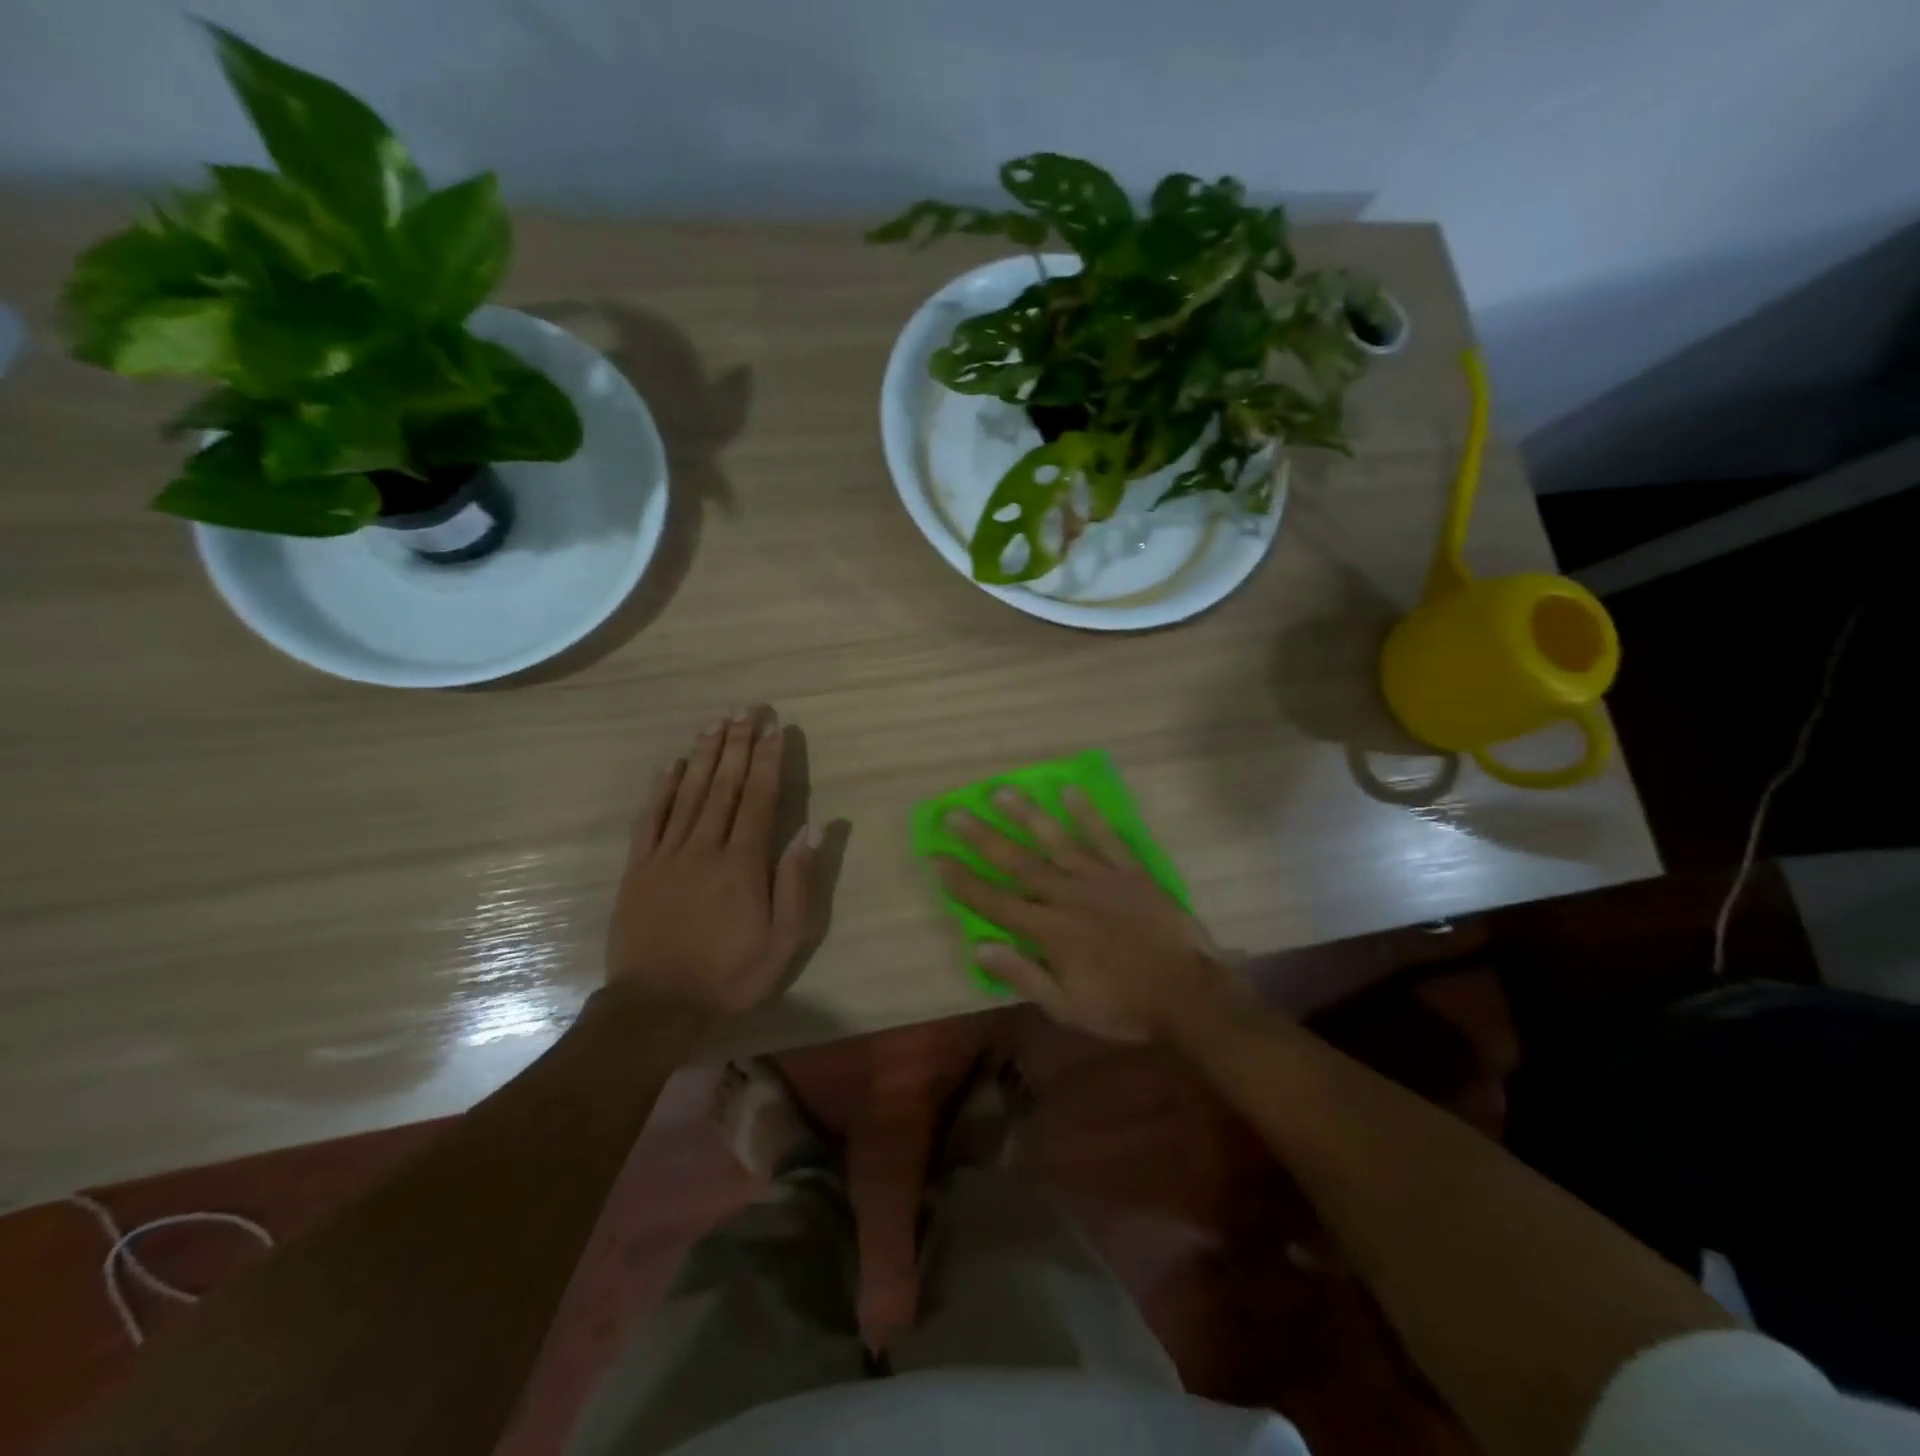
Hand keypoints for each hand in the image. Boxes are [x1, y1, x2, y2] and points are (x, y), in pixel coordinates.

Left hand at [605, 707, 829, 1021]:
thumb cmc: (730, 975)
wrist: (656, 1008)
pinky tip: (672, 765)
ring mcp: (667, 855)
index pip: (759, 797)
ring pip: (689, 793)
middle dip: (738, 744)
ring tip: (716, 722)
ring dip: (705, 755)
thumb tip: (814, 827)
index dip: (768, 759)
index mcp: (742, 862)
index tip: (775, 727)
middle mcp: (705, 847)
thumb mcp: (784, 941)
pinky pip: (650, 819)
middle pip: (725, 785)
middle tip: (746, 709)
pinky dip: (662, 789)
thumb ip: (798, 882)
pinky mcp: (639, 869)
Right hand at [936, 787, 1242, 1042]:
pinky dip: (1086, 813)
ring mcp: (1100, 878)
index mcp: (1050, 931)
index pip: (995, 902)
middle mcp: (1068, 896)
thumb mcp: (1067, 1007)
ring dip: (1026, 815)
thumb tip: (979, 948)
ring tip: (1000, 790)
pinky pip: (1105, 836)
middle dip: (983, 838)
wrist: (1188, 994)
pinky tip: (1069, 791)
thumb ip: (1023, 975)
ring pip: (1056, 840)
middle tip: (956, 812)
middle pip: (1018, 862)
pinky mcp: (1130, 871)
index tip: (936, 858)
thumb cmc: (1124, 1006)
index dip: (963, 881)